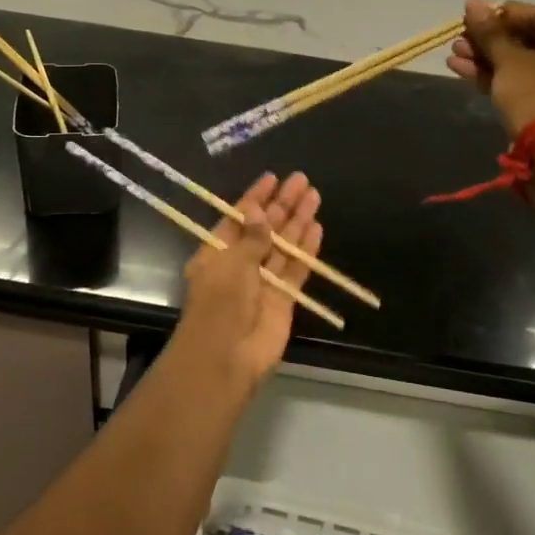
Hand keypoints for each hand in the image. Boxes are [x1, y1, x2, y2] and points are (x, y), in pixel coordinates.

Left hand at [176, 171, 322, 386]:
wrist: (226, 357)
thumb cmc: (220, 303)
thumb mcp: (232, 262)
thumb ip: (252, 237)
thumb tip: (259, 209)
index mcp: (217, 253)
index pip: (239, 218)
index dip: (255, 198)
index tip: (273, 177)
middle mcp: (240, 264)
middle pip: (265, 228)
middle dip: (282, 205)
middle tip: (302, 180)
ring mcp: (262, 282)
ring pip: (283, 246)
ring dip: (297, 221)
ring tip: (314, 196)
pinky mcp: (283, 300)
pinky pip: (296, 269)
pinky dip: (306, 250)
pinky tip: (316, 228)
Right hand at [446, 0, 534, 135]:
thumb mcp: (510, 60)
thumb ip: (490, 32)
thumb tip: (472, 4)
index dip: (504, 13)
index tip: (474, 12)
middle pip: (528, 42)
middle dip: (489, 40)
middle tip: (460, 36)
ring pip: (521, 67)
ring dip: (486, 59)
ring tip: (454, 55)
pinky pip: (521, 87)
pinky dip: (495, 78)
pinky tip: (462, 71)